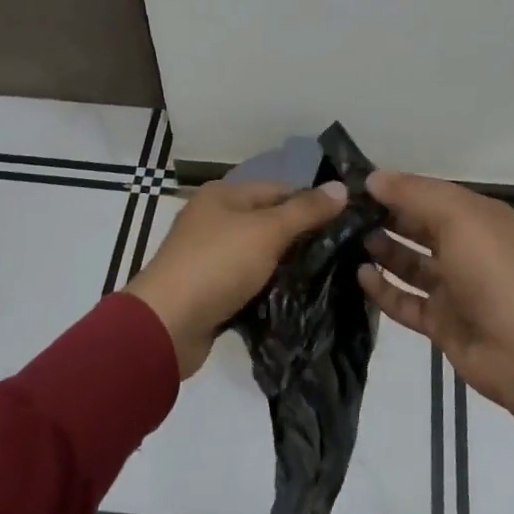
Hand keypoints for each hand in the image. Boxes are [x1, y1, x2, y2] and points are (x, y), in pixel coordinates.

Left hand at [124, 178, 347, 376]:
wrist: (167, 325)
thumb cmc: (217, 265)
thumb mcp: (267, 231)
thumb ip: (305, 210)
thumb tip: (342, 187)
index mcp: (223, 195)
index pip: (278, 189)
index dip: (311, 202)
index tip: (346, 222)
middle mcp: (214, 219)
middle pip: (269, 221)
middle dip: (301, 236)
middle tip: (341, 253)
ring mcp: (209, 256)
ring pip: (260, 254)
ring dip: (286, 265)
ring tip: (328, 276)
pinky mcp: (210, 290)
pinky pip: (248, 282)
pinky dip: (268, 289)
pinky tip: (296, 298)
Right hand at [356, 171, 513, 439]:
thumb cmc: (491, 272)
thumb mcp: (456, 218)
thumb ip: (413, 194)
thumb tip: (373, 178)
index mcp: (476, 218)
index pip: (429, 193)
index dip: (396, 187)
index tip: (355, 185)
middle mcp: (466, 248)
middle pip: (418, 226)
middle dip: (386, 217)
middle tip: (344, 214)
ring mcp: (453, 287)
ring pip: (411, 263)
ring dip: (383, 251)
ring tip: (348, 242)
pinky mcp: (441, 321)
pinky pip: (406, 300)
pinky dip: (384, 289)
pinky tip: (361, 276)